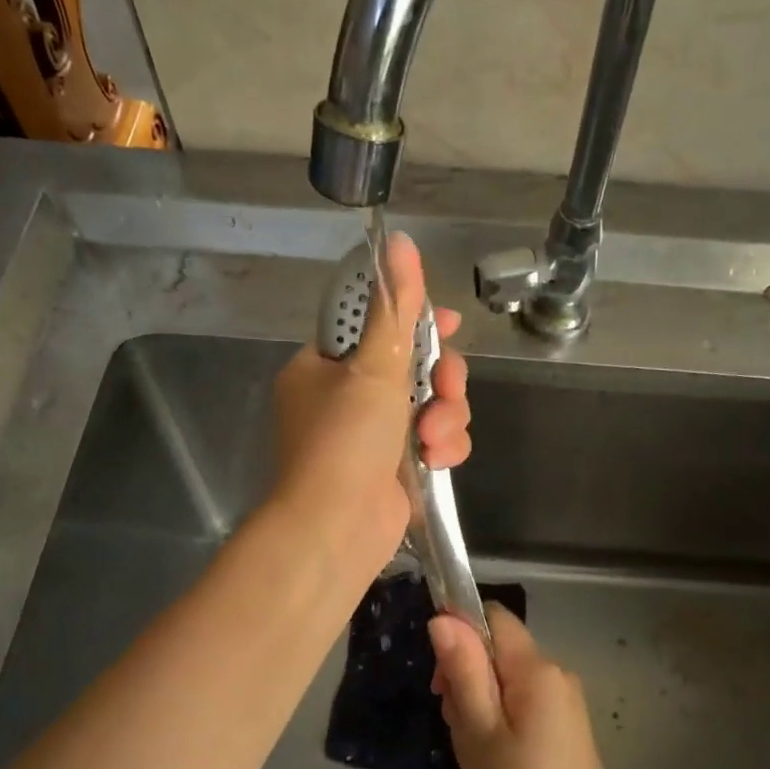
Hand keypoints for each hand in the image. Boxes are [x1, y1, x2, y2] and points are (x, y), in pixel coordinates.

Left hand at [271, 233, 470, 573]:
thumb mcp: (373, 366)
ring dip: (445, 417)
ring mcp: (372, 436)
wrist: (337, 528)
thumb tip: (398, 240)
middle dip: (441, 379)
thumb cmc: (345, 440)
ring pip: (432, 405)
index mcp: (323, 367)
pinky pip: (435, 439)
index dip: (413, 321)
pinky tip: (438, 460)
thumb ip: (394, 307)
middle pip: (413, 366)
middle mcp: (345, 398)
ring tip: (434, 439)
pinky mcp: (398, 467)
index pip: (373, 325)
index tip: (446, 323)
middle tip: (446, 389)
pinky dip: (443, 446)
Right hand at [428, 604, 625, 768]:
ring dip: (480, 699)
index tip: (441, 679)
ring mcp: (564, 698)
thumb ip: (463, 670)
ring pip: (506, 676)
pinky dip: (500, 715)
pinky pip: (523, 698)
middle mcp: (555, 672)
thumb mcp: (479, 730)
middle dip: (467, 674)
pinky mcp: (566, 722)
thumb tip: (443, 618)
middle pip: (498, 648)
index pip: (493, 616)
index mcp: (536, 668)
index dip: (460, 633)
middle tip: (456, 724)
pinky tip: (495, 754)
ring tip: (475, 747)